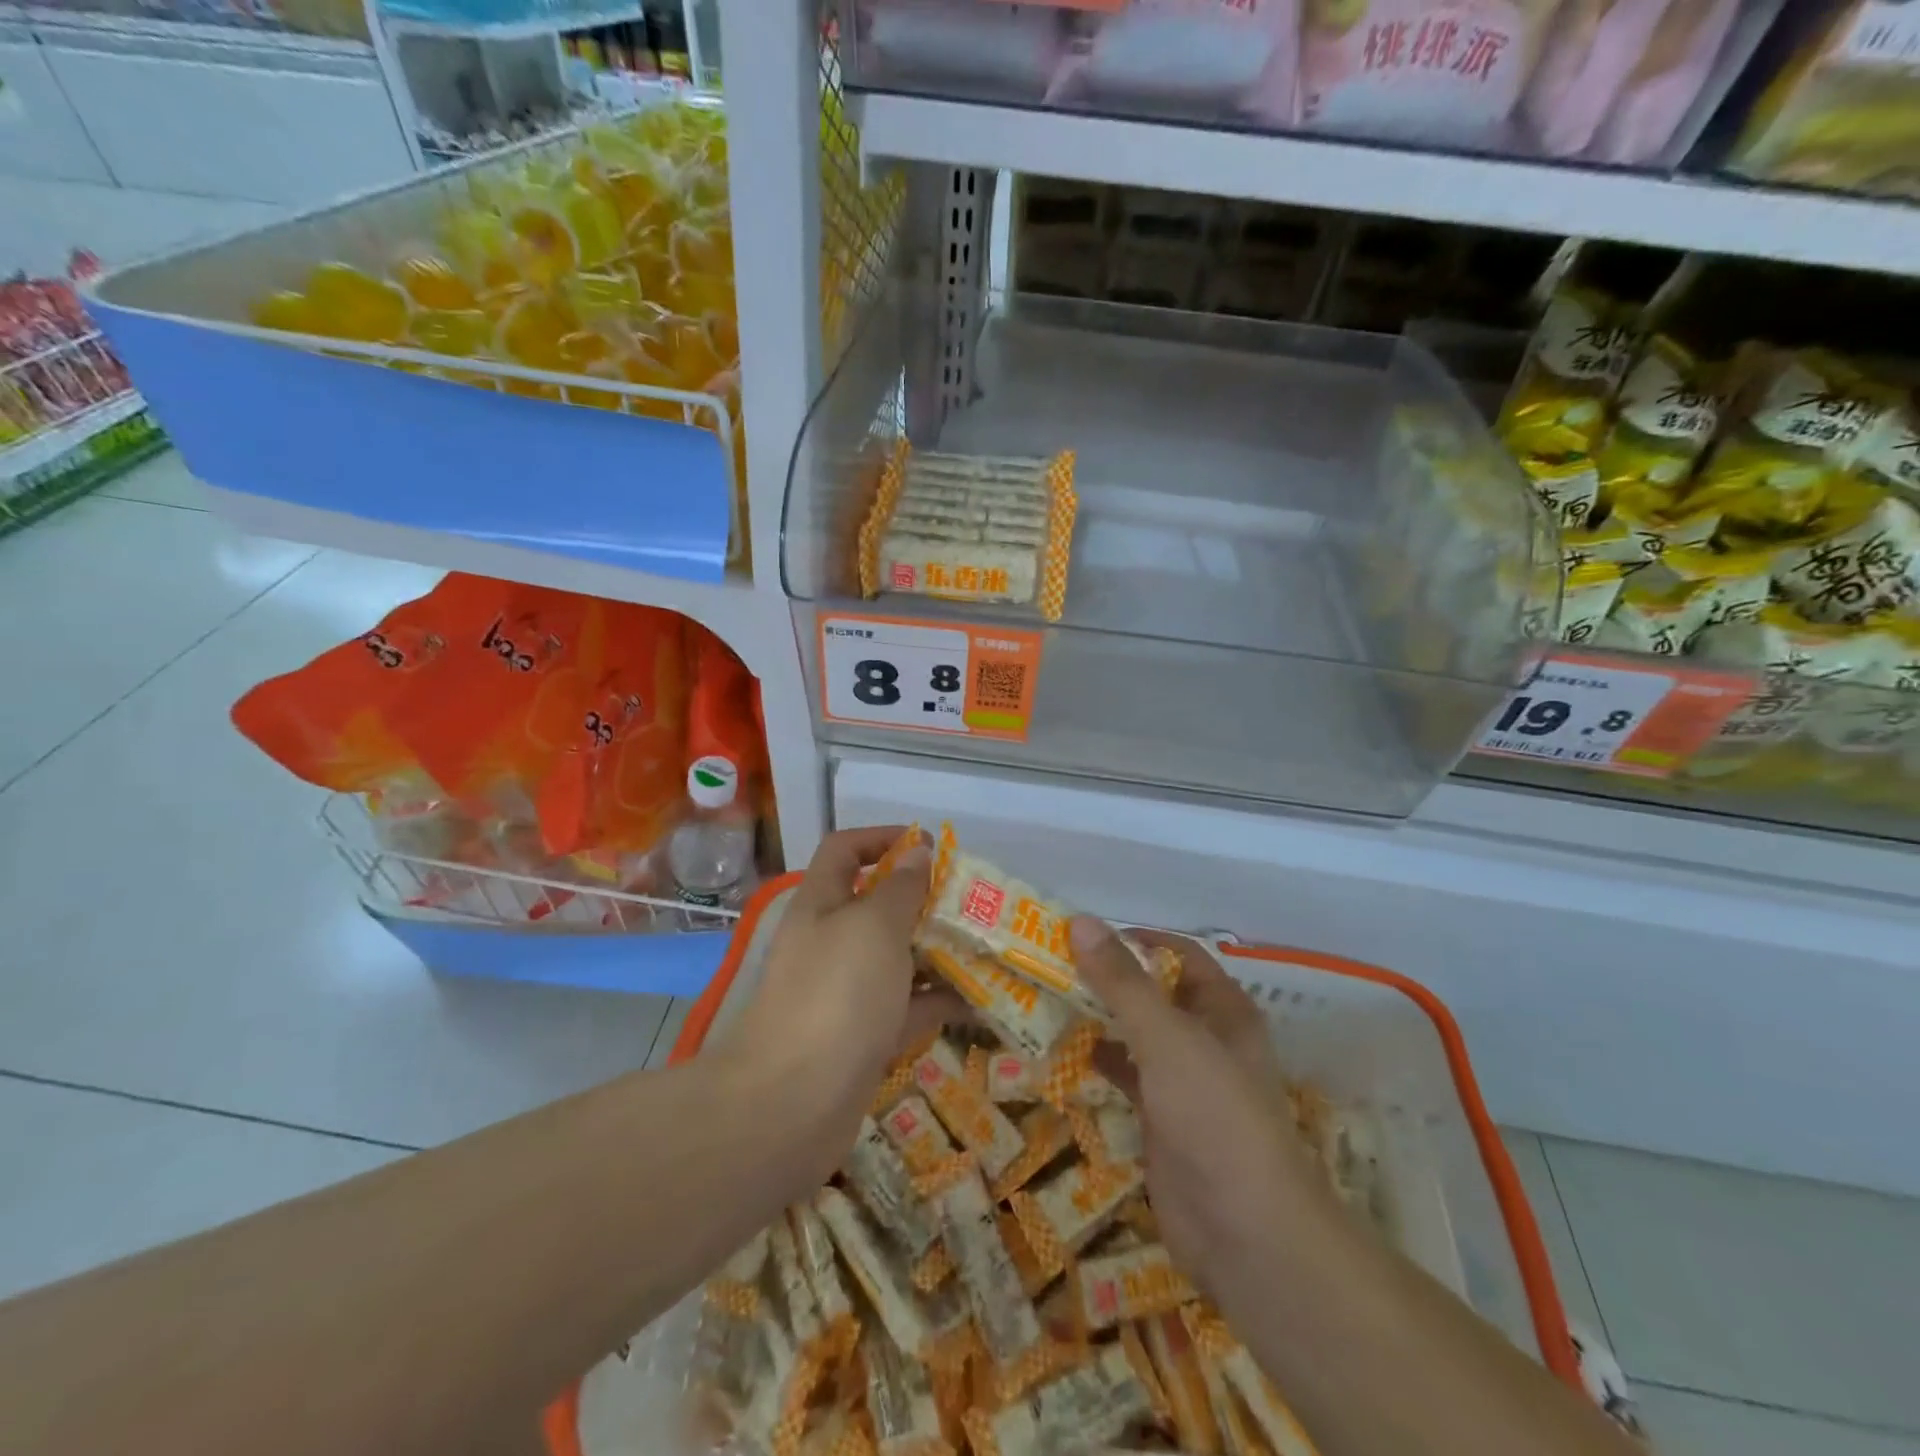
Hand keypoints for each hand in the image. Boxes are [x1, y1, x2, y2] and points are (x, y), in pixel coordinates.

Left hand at [716, 827, 955, 1175]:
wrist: (791, 1104)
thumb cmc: (836, 994)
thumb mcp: (874, 926)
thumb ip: (901, 887)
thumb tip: (917, 851)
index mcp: (821, 904)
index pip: (844, 850)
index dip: (881, 838)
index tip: (928, 846)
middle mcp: (830, 942)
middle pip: (876, 904)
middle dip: (923, 898)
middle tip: (972, 901)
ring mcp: (845, 992)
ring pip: (896, 957)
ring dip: (937, 950)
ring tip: (987, 945)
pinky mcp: (863, 1036)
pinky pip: (907, 1007)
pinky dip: (939, 1001)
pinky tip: (981, 1000)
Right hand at [1072, 918, 1342, 1310]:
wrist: (1245, 1233)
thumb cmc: (1215, 1116)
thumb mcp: (1167, 1038)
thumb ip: (1123, 982)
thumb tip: (1081, 922)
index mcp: (1223, 1010)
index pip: (1178, 955)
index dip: (1135, 940)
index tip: (1081, 936)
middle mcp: (1206, 1039)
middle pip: (1152, 993)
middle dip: (1106, 980)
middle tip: (1049, 966)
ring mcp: (1184, 1083)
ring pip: (1135, 1036)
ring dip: (1097, 1019)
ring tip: (1043, 1001)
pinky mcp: (1161, 1121)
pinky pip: (1125, 1077)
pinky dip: (1096, 1063)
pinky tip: (1058, 1053)